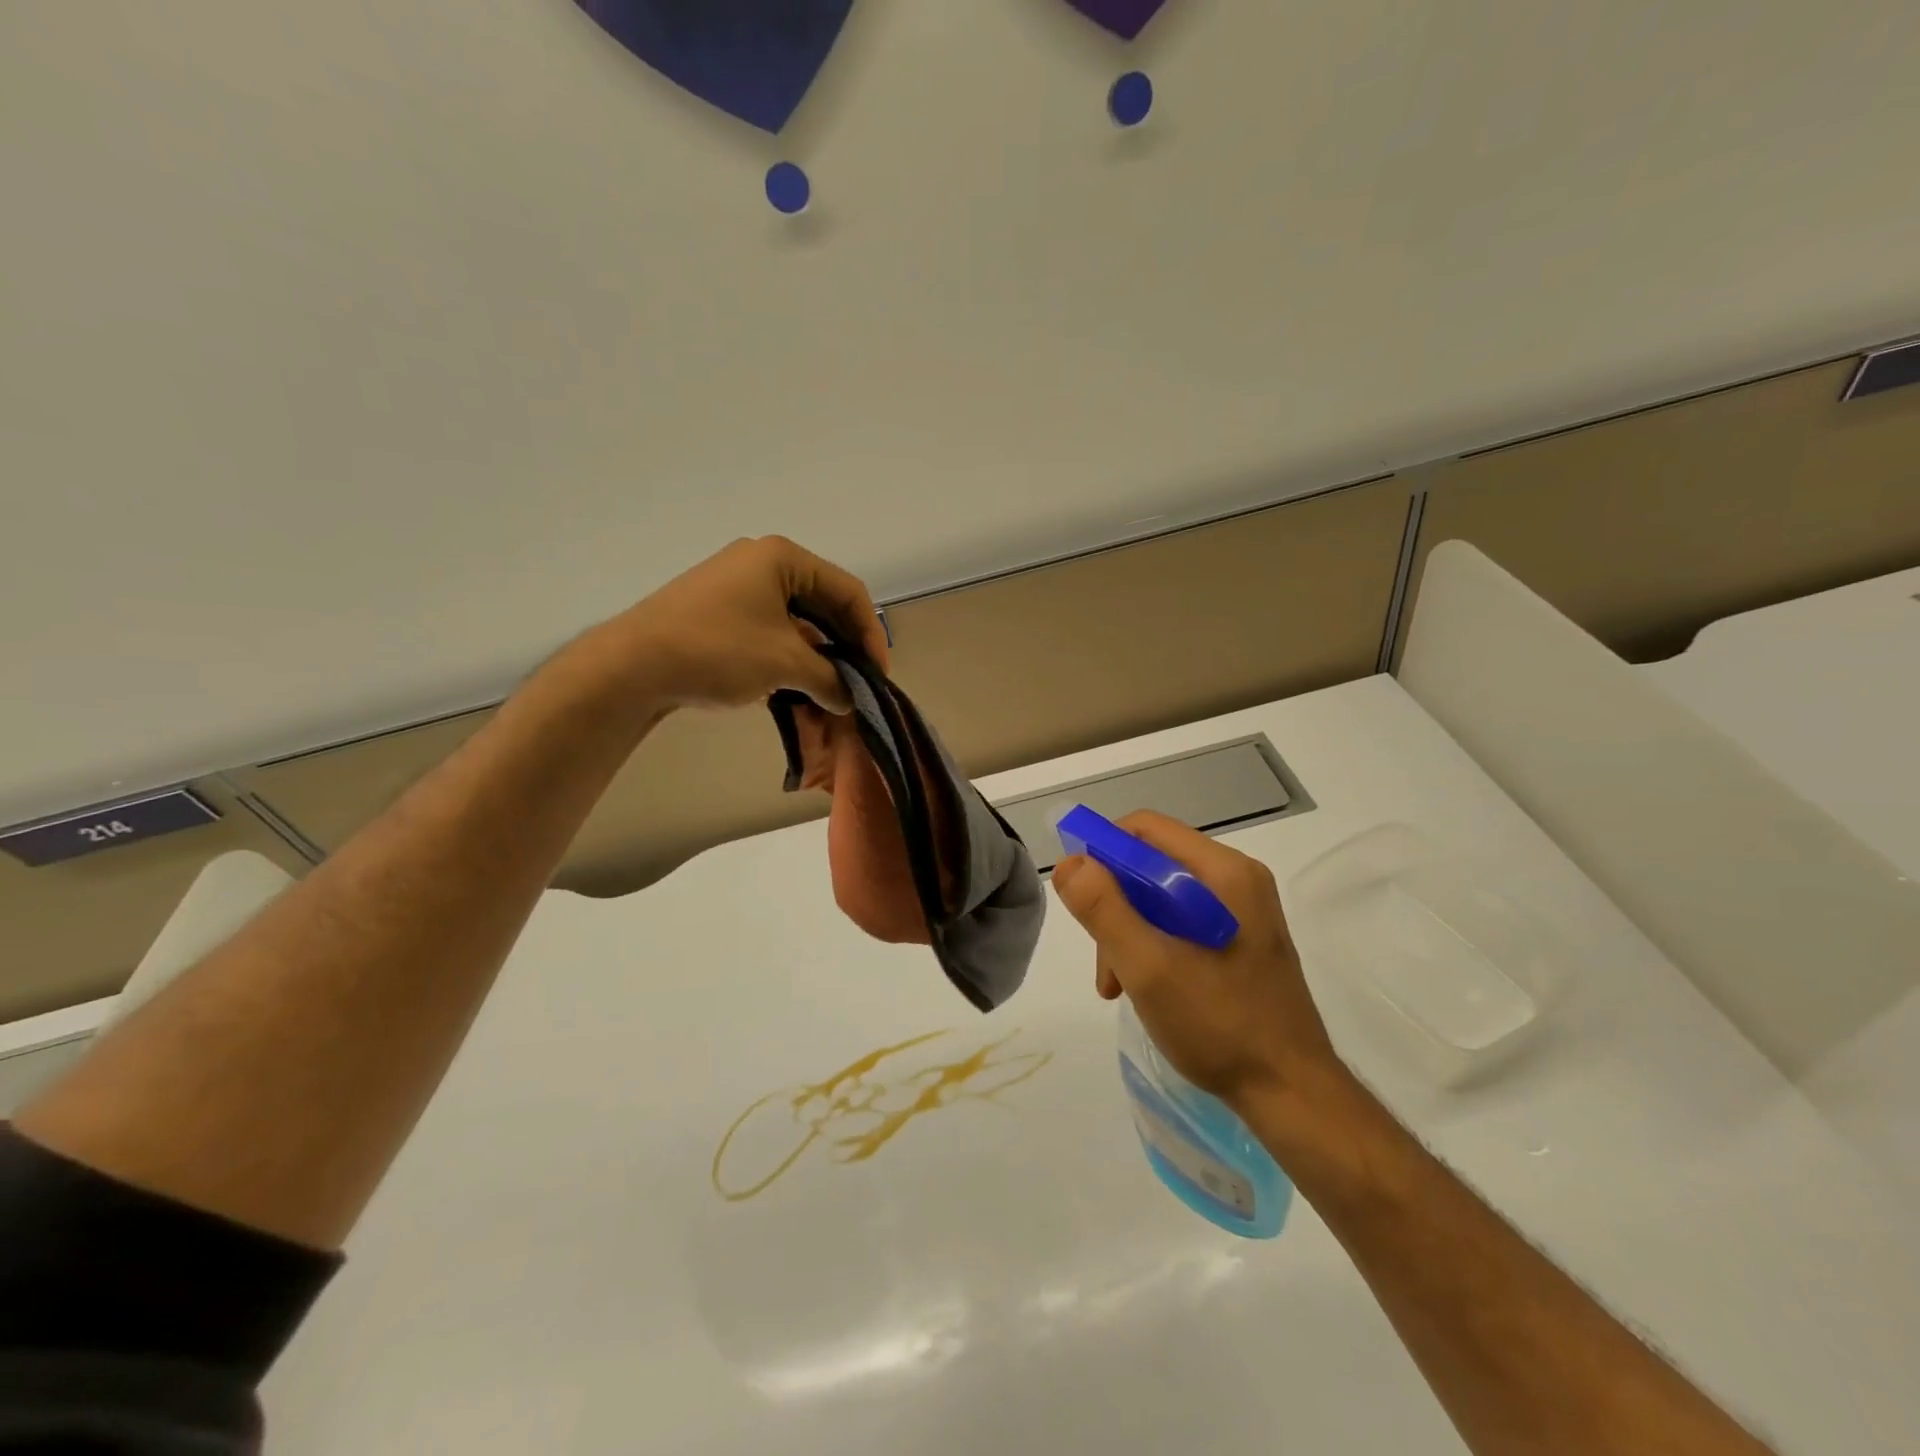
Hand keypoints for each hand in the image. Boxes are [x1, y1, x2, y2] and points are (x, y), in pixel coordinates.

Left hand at [602, 536, 888, 713]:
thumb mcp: (785, 664)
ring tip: (832, 696)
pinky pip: (772, 634)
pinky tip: (800, 692)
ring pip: (797, 624)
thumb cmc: (718, 649)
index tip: (878, 675)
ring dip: (819, 660)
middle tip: (859, 686)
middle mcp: (762, 565)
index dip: (870, 634)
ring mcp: (738, 589)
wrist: (632, 666)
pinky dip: (791, 661)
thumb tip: (851, 700)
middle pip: (824, 606)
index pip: (847, 591)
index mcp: (783, 559)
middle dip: (845, 649)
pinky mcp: (720, 615)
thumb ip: (830, 679)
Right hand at [1051, 811, 1340, 1109]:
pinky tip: (1144, 988)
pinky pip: (1183, 923)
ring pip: (1163, 898)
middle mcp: (1237, 880)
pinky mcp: (1243, 939)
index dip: (1102, 852)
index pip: (1145, 829)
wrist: (1291, 1093)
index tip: (1080, 898)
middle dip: (1115, 906)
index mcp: (1223, 872)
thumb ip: (1103, 909)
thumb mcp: (1147, 966)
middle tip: (1104, 961)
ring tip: (1118, 985)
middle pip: (1151, 865)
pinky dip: (1155, 945)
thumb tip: (1070, 863)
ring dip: (1130, 932)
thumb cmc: (1219, 1024)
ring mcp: (1243, 911)